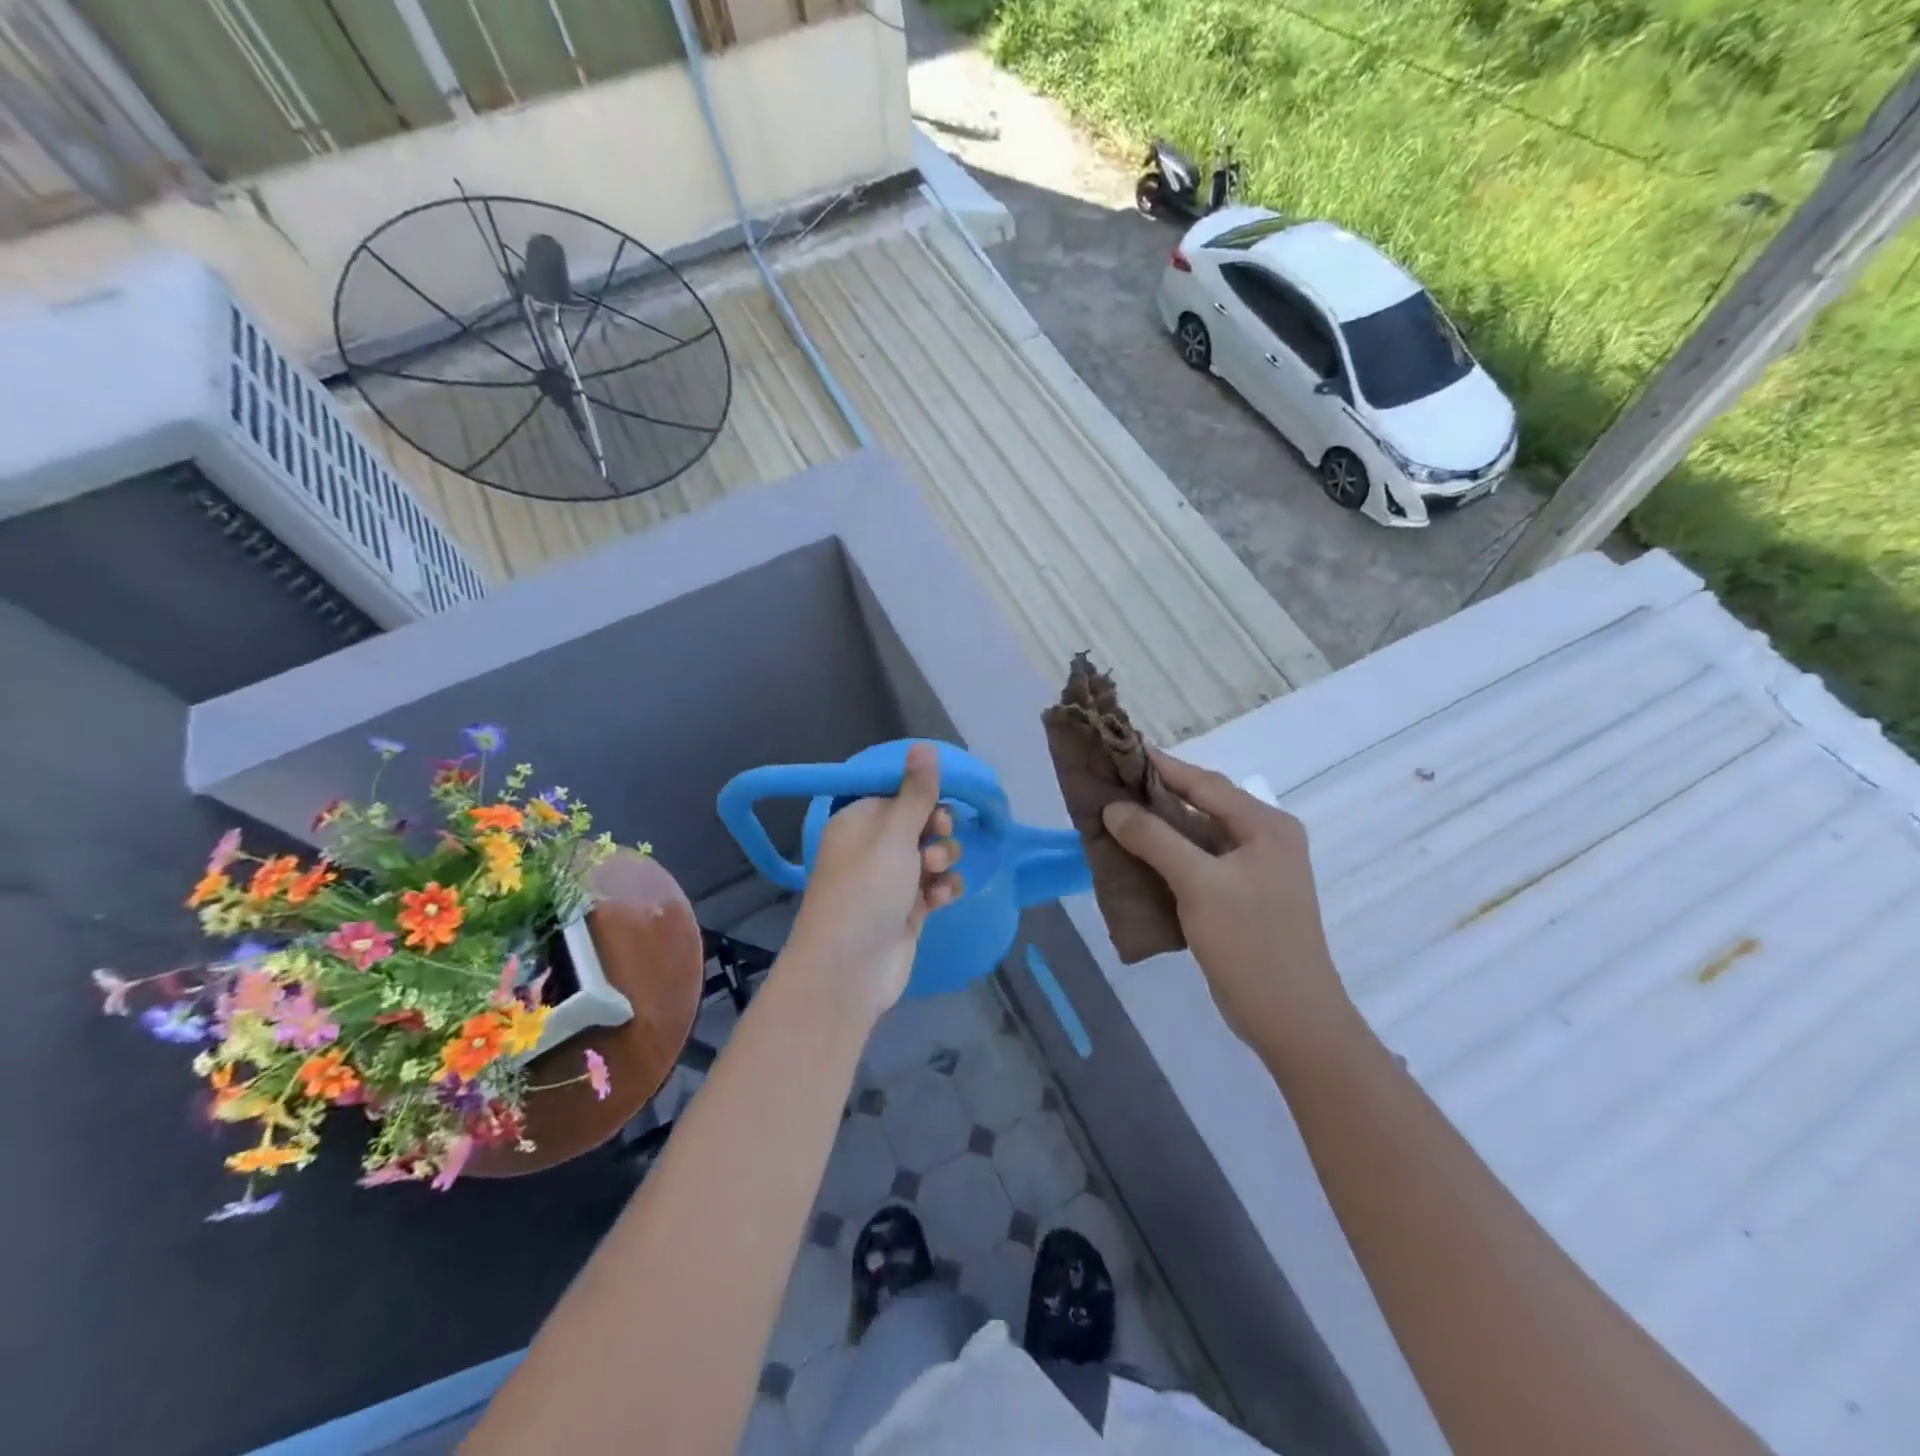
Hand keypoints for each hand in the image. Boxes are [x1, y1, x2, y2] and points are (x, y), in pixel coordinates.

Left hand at [782, 744, 963, 1025]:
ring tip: (935, 875)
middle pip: (919, 823)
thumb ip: (916, 792)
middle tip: (937, 842)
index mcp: (858, 821)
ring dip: (942, 861)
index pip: (897, 794)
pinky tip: (939, 899)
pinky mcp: (906, 910)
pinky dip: (940, 889)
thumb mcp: (893, 834)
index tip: (939, 804)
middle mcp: (872, 847)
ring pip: (931, 855)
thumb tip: (923, 745)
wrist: (849, 969)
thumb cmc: (867, 890)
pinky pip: (934, 886)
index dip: (922, 797)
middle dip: (937, 831)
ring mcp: (890, 881)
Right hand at [1102, 749, 1354, 1058]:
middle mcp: (1264, 840)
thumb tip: (1114, 808)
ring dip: (1159, 828)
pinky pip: (1198, 863)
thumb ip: (1155, 840)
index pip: (1205, 783)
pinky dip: (1167, 857)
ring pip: (1197, 837)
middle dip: (1156, 796)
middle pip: (1202, 806)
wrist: (1292, 1020)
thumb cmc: (1251, 943)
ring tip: (1113, 816)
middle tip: (1110, 783)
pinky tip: (1135, 857)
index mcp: (1266, 826)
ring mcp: (1254, 871)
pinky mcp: (1241, 897)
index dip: (1161, 766)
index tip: (1120, 749)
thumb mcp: (1199, 885)